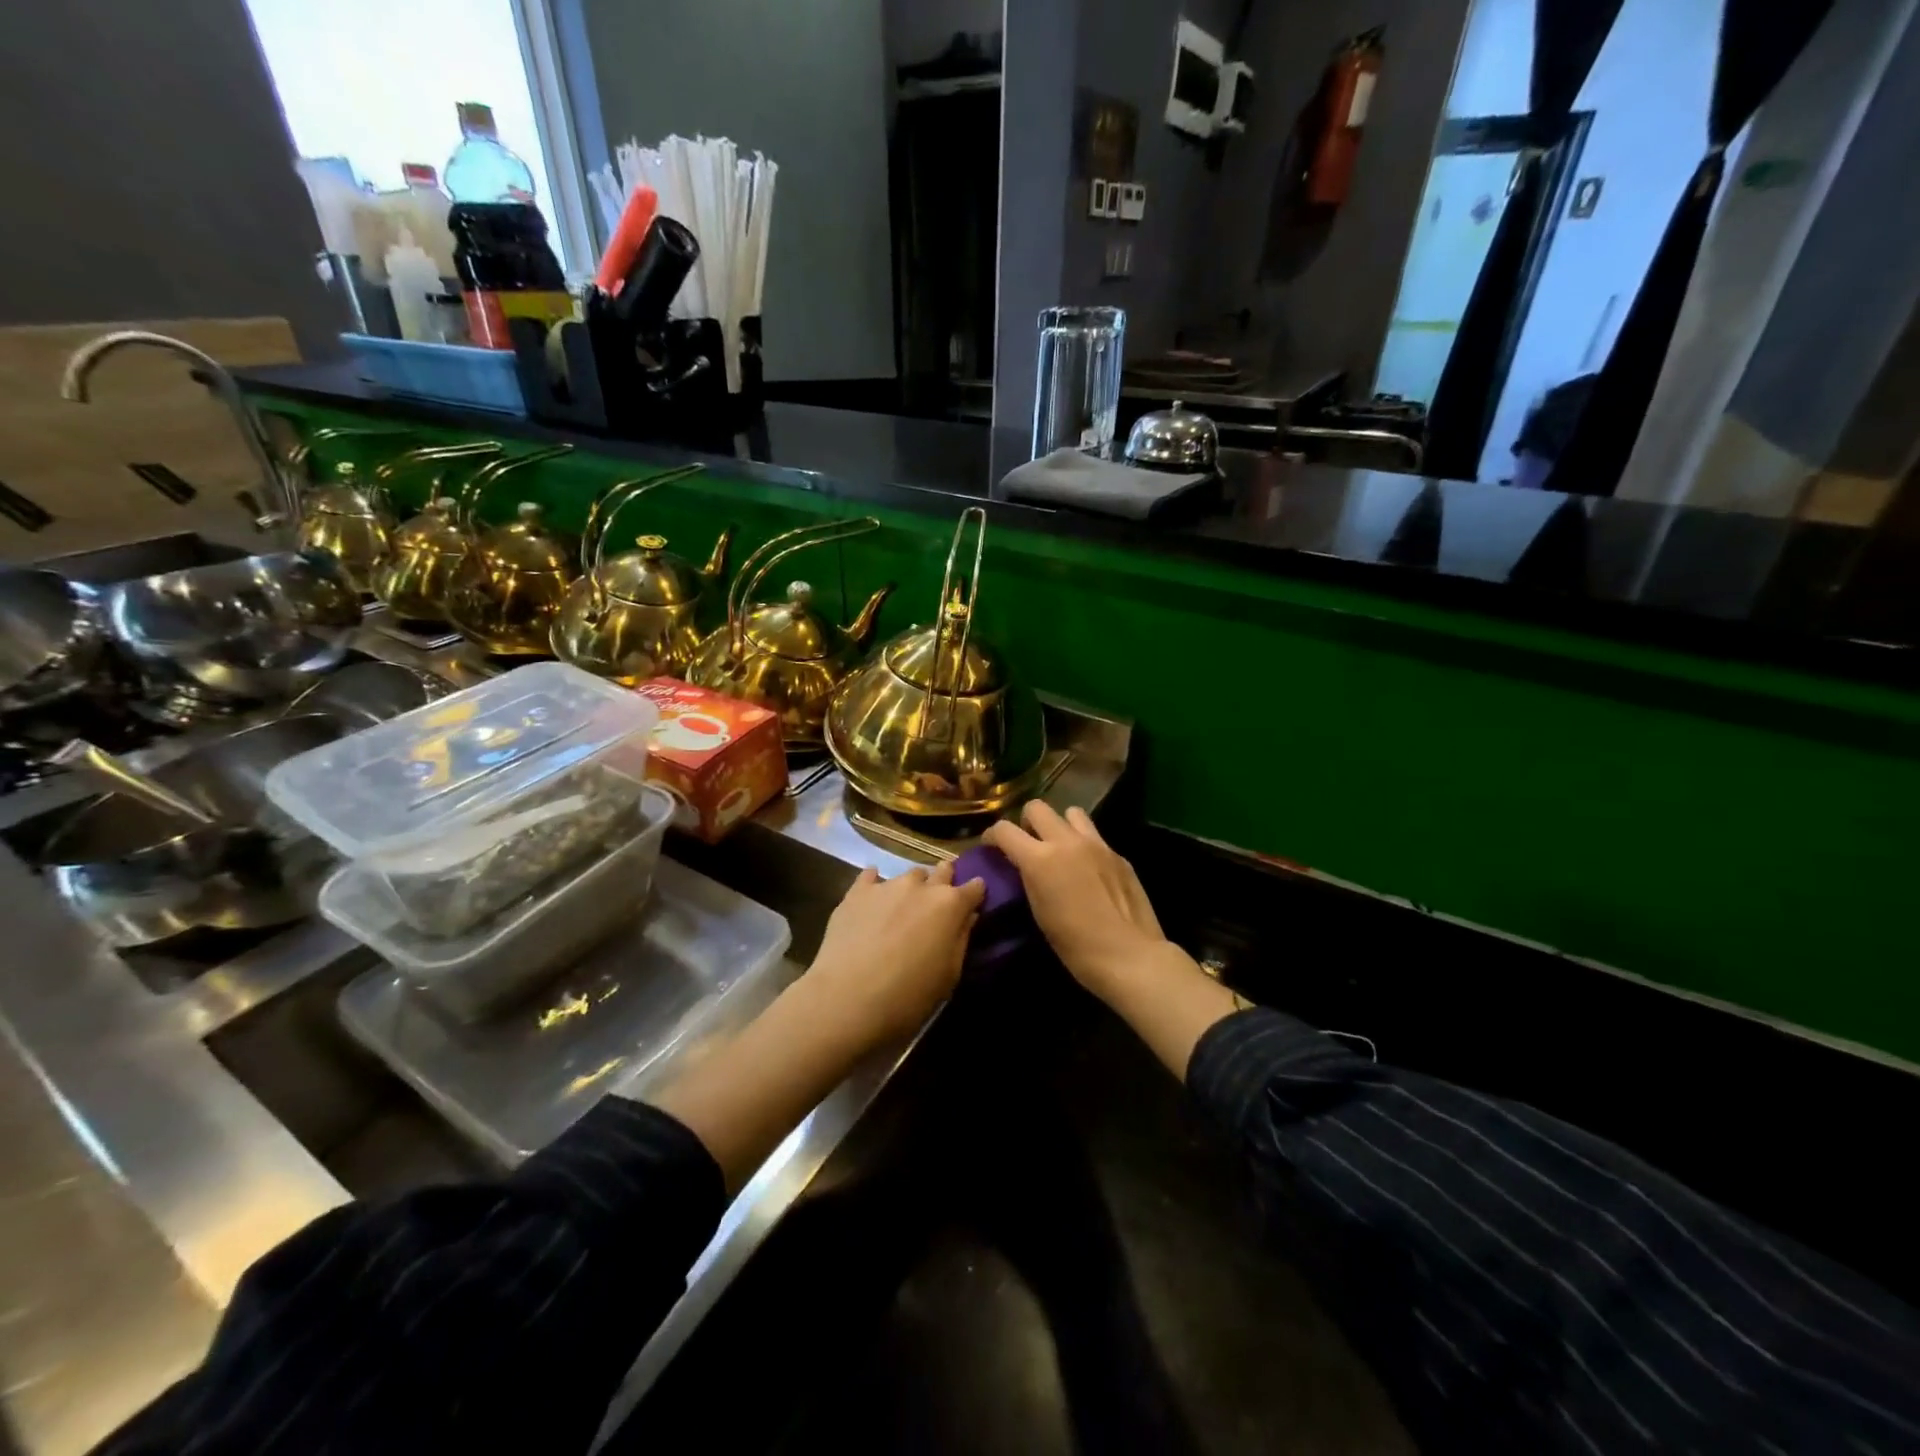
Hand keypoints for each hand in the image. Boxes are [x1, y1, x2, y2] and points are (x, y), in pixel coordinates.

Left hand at [801, 862, 986, 1050]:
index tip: (973, 903)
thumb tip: (967, 916)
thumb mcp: (949, 976)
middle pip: (942, 871)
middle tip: (938, 904)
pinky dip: (875, 883)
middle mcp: (921, 886)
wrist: (847, 1000)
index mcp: (950, 905)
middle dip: (944, 882)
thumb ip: (961, 938)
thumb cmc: (908, 997)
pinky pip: (870, 876)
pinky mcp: (856, 892)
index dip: (976, 894)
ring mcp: (887, 885)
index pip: (974, 887)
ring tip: (903, 908)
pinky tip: (872, 898)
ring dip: (912, 887)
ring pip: (908, 875)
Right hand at [984, 803, 1173, 999]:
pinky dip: (1084, 844)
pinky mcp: (1118, 854)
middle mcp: (1067, 842)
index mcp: (1040, 859)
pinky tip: (1088, 869)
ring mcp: (1096, 844)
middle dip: (1026, 822)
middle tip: (1028, 843)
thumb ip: (1030, 878)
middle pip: (1037, 807)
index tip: (991, 846)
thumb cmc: (1075, 945)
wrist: (1128, 955)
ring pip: (1071, 812)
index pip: (1005, 829)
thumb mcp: (1039, 911)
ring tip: (1061, 848)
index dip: (992, 835)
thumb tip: (1025, 866)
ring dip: (1060, 825)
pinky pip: (1094, 836)